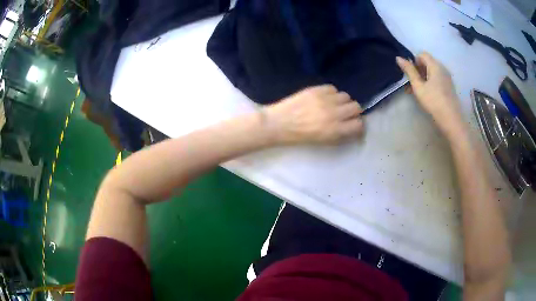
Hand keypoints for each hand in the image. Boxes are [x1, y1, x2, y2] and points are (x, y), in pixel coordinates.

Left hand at [263, 85, 364, 144]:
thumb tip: (351, 126)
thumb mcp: (323, 141)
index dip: (357, 124)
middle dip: (353, 111)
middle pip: (356, 107)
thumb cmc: (299, 136)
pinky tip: (324, 98)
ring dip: (342, 101)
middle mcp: (334, 114)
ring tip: (333, 104)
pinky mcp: (316, 89)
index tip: (353, 123)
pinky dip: (331, 93)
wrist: (278, 123)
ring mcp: (325, 100)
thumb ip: (340, 134)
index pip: (358, 124)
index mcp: (335, 130)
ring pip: (346, 96)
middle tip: (345, 113)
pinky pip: (333, 88)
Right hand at [396, 52, 464, 136]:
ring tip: (418, 91)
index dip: (414, 61)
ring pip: (432, 71)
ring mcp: (447, 78)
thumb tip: (398, 58)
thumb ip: (409, 71)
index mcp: (435, 65)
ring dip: (424, 77)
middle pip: (428, 62)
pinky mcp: (449, 86)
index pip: (422, 54)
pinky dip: (431, 82)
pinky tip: (427, 94)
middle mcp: (442, 68)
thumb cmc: (433, 101)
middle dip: (418, 70)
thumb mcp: (418, 86)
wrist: (451, 120)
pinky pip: (438, 79)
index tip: (410, 74)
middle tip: (412, 84)